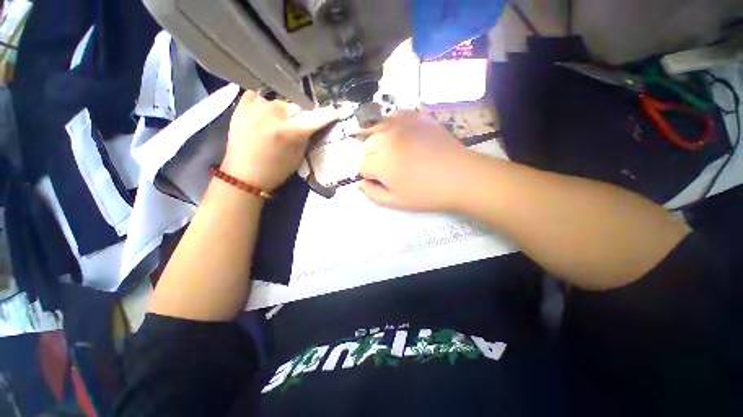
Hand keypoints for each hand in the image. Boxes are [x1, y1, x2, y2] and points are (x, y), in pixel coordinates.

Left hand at [222, 90, 336, 190]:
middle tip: (299, 124)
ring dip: (283, 111)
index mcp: (289, 131)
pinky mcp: (241, 105)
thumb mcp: (298, 156)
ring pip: (279, 101)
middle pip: (296, 106)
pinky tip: (264, 114)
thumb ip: (306, 137)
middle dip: (302, 115)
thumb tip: (313, 123)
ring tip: (279, 122)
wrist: (244, 174)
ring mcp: (255, 106)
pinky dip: (265, 104)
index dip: (327, 115)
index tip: (335, 113)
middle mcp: (273, 113)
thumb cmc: (276, 170)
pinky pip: (259, 96)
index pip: (314, 117)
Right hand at [358, 110, 468, 211]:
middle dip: (374, 158)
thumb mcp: (396, 202)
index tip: (384, 181)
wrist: (460, 177)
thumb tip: (360, 183)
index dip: (372, 176)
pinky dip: (390, 124)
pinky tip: (397, 133)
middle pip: (367, 147)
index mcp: (381, 163)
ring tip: (391, 151)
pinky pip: (393, 116)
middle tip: (390, 168)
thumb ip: (373, 194)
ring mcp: (401, 125)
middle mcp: (386, 139)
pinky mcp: (415, 117)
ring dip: (379, 141)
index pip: (363, 167)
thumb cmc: (427, 194)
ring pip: (376, 129)